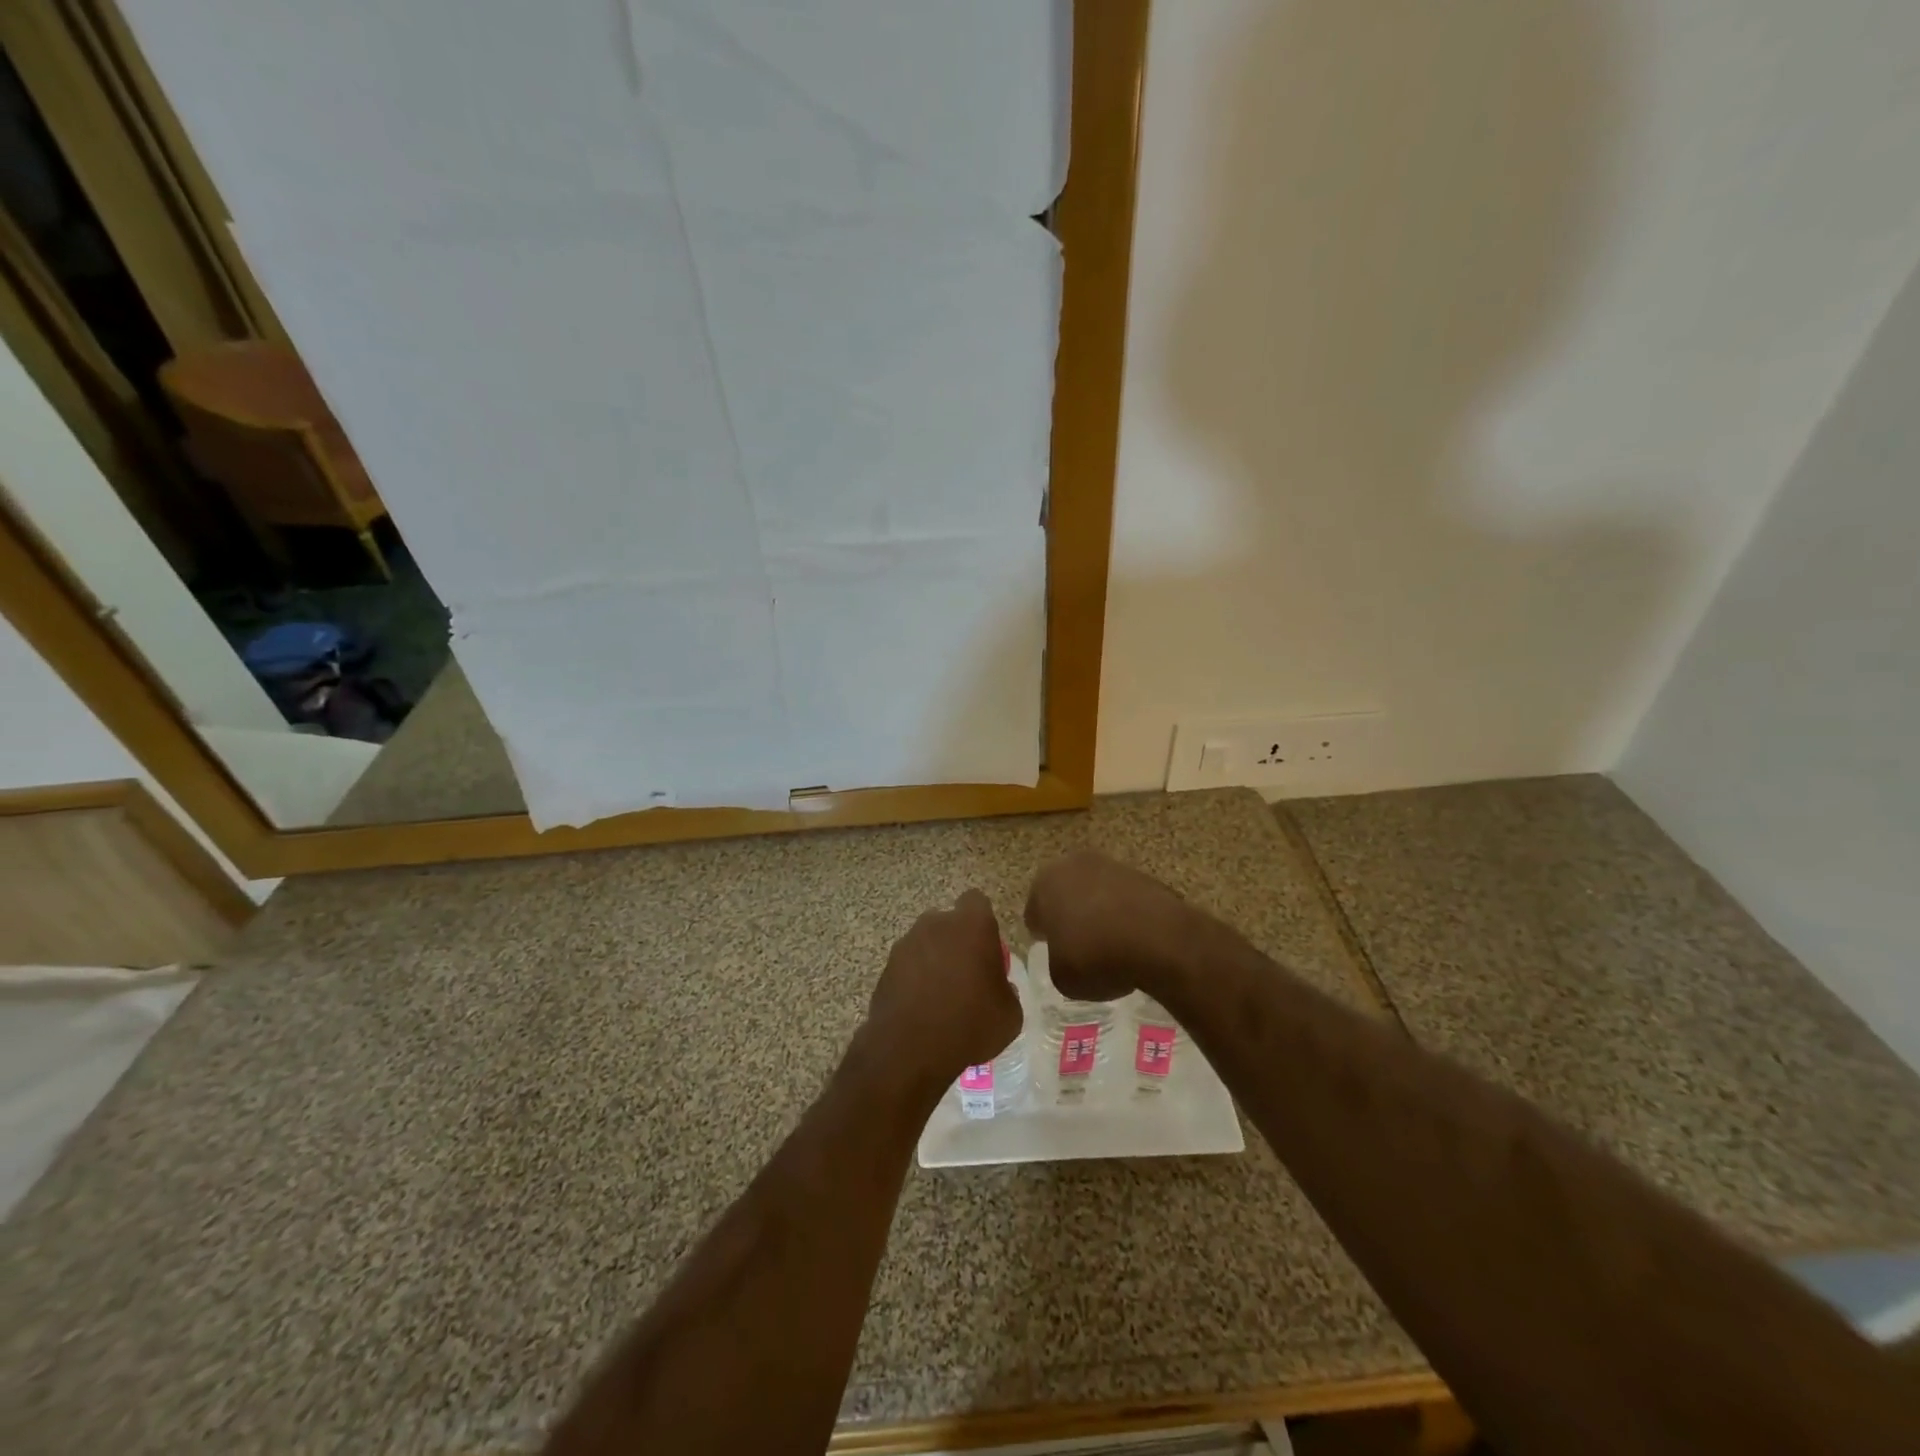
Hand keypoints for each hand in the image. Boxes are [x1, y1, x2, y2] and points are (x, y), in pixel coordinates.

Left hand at [863, 889, 1021, 1093]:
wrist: (910, 1050)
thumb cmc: (970, 1024)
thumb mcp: (1010, 1013)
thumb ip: (1006, 989)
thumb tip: (996, 986)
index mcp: (971, 925)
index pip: (977, 901)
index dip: (982, 921)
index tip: (987, 947)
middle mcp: (935, 924)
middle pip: (949, 922)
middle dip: (957, 941)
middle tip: (967, 975)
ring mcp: (906, 944)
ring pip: (926, 943)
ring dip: (934, 961)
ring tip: (942, 998)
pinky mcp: (886, 967)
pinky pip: (908, 966)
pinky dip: (914, 980)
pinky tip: (922, 1009)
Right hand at [1024, 851, 1197, 1001]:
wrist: (1159, 940)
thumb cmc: (1095, 957)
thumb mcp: (1061, 977)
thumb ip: (1057, 961)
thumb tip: (1068, 957)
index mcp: (1045, 882)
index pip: (1035, 912)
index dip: (1043, 935)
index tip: (1055, 954)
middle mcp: (1074, 864)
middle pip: (1066, 894)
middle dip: (1071, 916)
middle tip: (1080, 948)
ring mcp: (1113, 866)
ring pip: (1097, 893)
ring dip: (1100, 913)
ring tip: (1112, 947)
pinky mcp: (1145, 876)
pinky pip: (1126, 900)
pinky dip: (1127, 916)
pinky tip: (1136, 942)